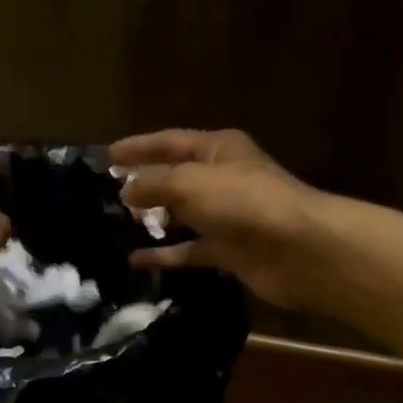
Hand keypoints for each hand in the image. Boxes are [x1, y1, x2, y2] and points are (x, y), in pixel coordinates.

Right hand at [111, 129, 324, 308]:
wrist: (295, 249)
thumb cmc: (241, 202)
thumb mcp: (189, 182)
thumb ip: (153, 183)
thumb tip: (126, 189)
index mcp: (218, 149)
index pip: (170, 142)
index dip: (138, 147)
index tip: (106, 156)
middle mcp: (223, 179)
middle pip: (176, 178)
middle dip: (144, 184)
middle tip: (107, 194)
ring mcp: (226, 217)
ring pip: (182, 216)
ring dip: (153, 220)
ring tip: (117, 226)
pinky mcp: (228, 251)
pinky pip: (188, 250)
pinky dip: (165, 255)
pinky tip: (135, 260)